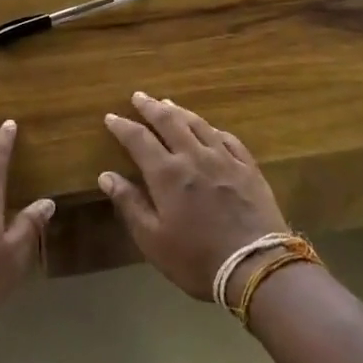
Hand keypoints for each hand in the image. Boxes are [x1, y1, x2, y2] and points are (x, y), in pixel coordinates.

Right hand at [101, 92, 287, 299]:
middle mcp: (194, 156)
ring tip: (168, 103)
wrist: (256, 267)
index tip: (111, 117)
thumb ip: (129, 204)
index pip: (139, 139)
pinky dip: (213, 129)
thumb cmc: (197, 259)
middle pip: (169, 122)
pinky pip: (228, 139)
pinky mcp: (248, 168)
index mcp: (167, 174)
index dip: (123, 126)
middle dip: (151, 107)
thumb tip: (106, 176)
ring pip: (198, 124)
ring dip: (180, 111)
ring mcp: (224, 159)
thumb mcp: (153, 239)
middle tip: (139, 96)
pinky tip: (210, 129)